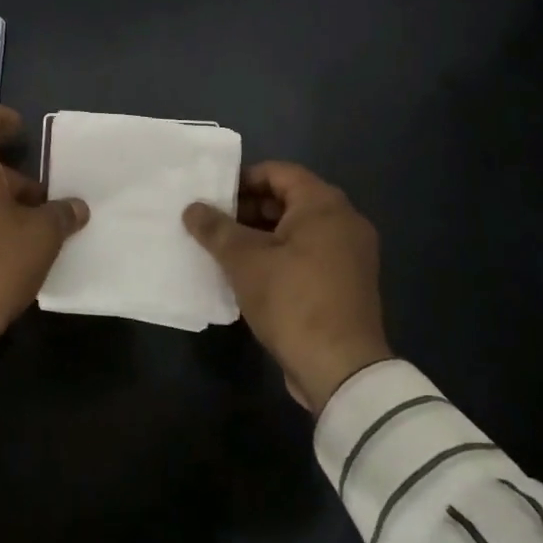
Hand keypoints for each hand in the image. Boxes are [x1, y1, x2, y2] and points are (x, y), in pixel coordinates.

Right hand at [183, 161, 390, 412]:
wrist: (341, 370)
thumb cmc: (292, 301)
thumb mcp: (244, 261)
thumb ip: (215, 229)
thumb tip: (192, 208)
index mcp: (324, 205)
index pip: (278, 172)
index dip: (242, 179)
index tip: (212, 197)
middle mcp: (344, 221)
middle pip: (289, 199)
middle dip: (248, 209)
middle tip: (213, 224)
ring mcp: (350, 254)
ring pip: (297, 230)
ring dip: (261, 235)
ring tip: (224, 250)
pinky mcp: (347, 283)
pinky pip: (308, 254)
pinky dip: (280, 256)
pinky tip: (249, 274)